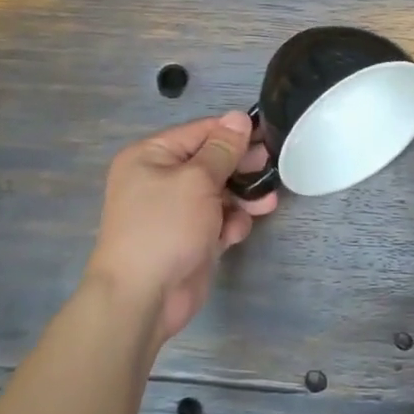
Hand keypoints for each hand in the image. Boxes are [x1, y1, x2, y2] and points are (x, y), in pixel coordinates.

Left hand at [84, 111, 278, 344]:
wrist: (142, 297)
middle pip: (211, 162)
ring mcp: (175, 211)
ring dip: (242, 198)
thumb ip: (222, 149)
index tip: (267, 136)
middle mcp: (160, 179)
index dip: (233, 132)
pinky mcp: (189, 238)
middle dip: (241, 167)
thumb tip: (239, 117)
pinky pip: (216, 221)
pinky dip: (229, 224)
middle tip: (270, 168)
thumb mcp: (197, 180)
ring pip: (218, 193)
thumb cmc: (165, 227)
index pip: (199, 132)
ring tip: (266, 204)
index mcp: (151, 156)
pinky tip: (235, 234)